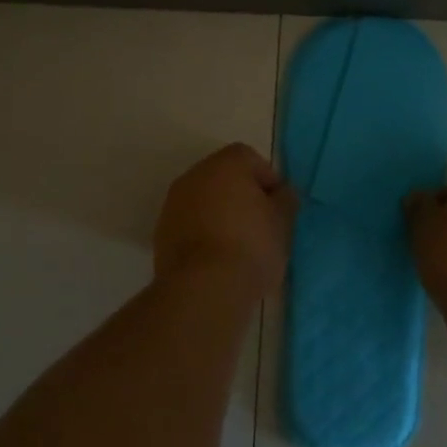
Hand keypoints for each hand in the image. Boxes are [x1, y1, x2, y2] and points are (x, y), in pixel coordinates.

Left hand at [155, 143, 297, 295]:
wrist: (203, 288)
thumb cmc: (251, 246)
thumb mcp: (283, 223)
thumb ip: (285, 200)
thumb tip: (281, 193)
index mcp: (226, 165)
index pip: (249, 158)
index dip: (267, 179)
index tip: (277, 206)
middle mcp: (195, 175)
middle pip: (223, 176)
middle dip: (241, 194)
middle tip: (260, 224)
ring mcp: (173, 203)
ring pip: (203, 199)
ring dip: (219, 213)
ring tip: (238, 244)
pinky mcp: (161, 232)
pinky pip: (189, 222)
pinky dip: (202, 232)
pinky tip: (216, 257)